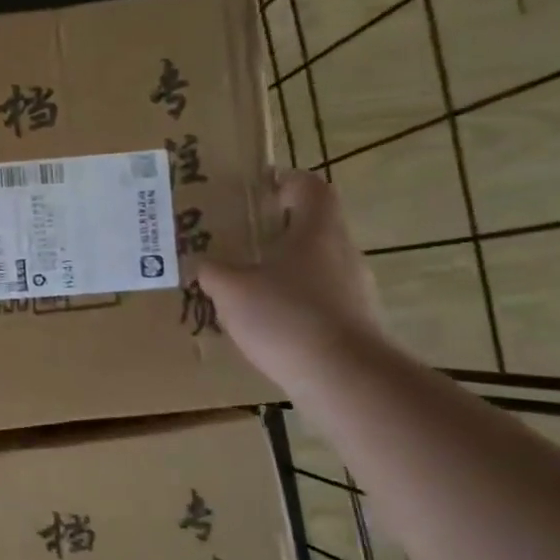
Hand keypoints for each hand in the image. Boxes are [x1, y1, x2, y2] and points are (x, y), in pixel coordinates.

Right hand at [196, 170, 386, 389]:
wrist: (346, 378)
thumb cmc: (286, 316)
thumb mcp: (231, 290)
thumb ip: (212, 272)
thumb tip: (203, 264)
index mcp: (316, 231)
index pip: (310, 188)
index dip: (287, 181)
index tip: (260, 188)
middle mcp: (342, 253)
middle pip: (313, 228)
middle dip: (277, 231)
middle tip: (240, 240)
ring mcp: (355, 290)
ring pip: (316, 267)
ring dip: (285, 271)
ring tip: (247, 288)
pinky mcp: (356, 324)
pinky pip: (320, 302)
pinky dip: (295, 305)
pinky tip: (268, 326)